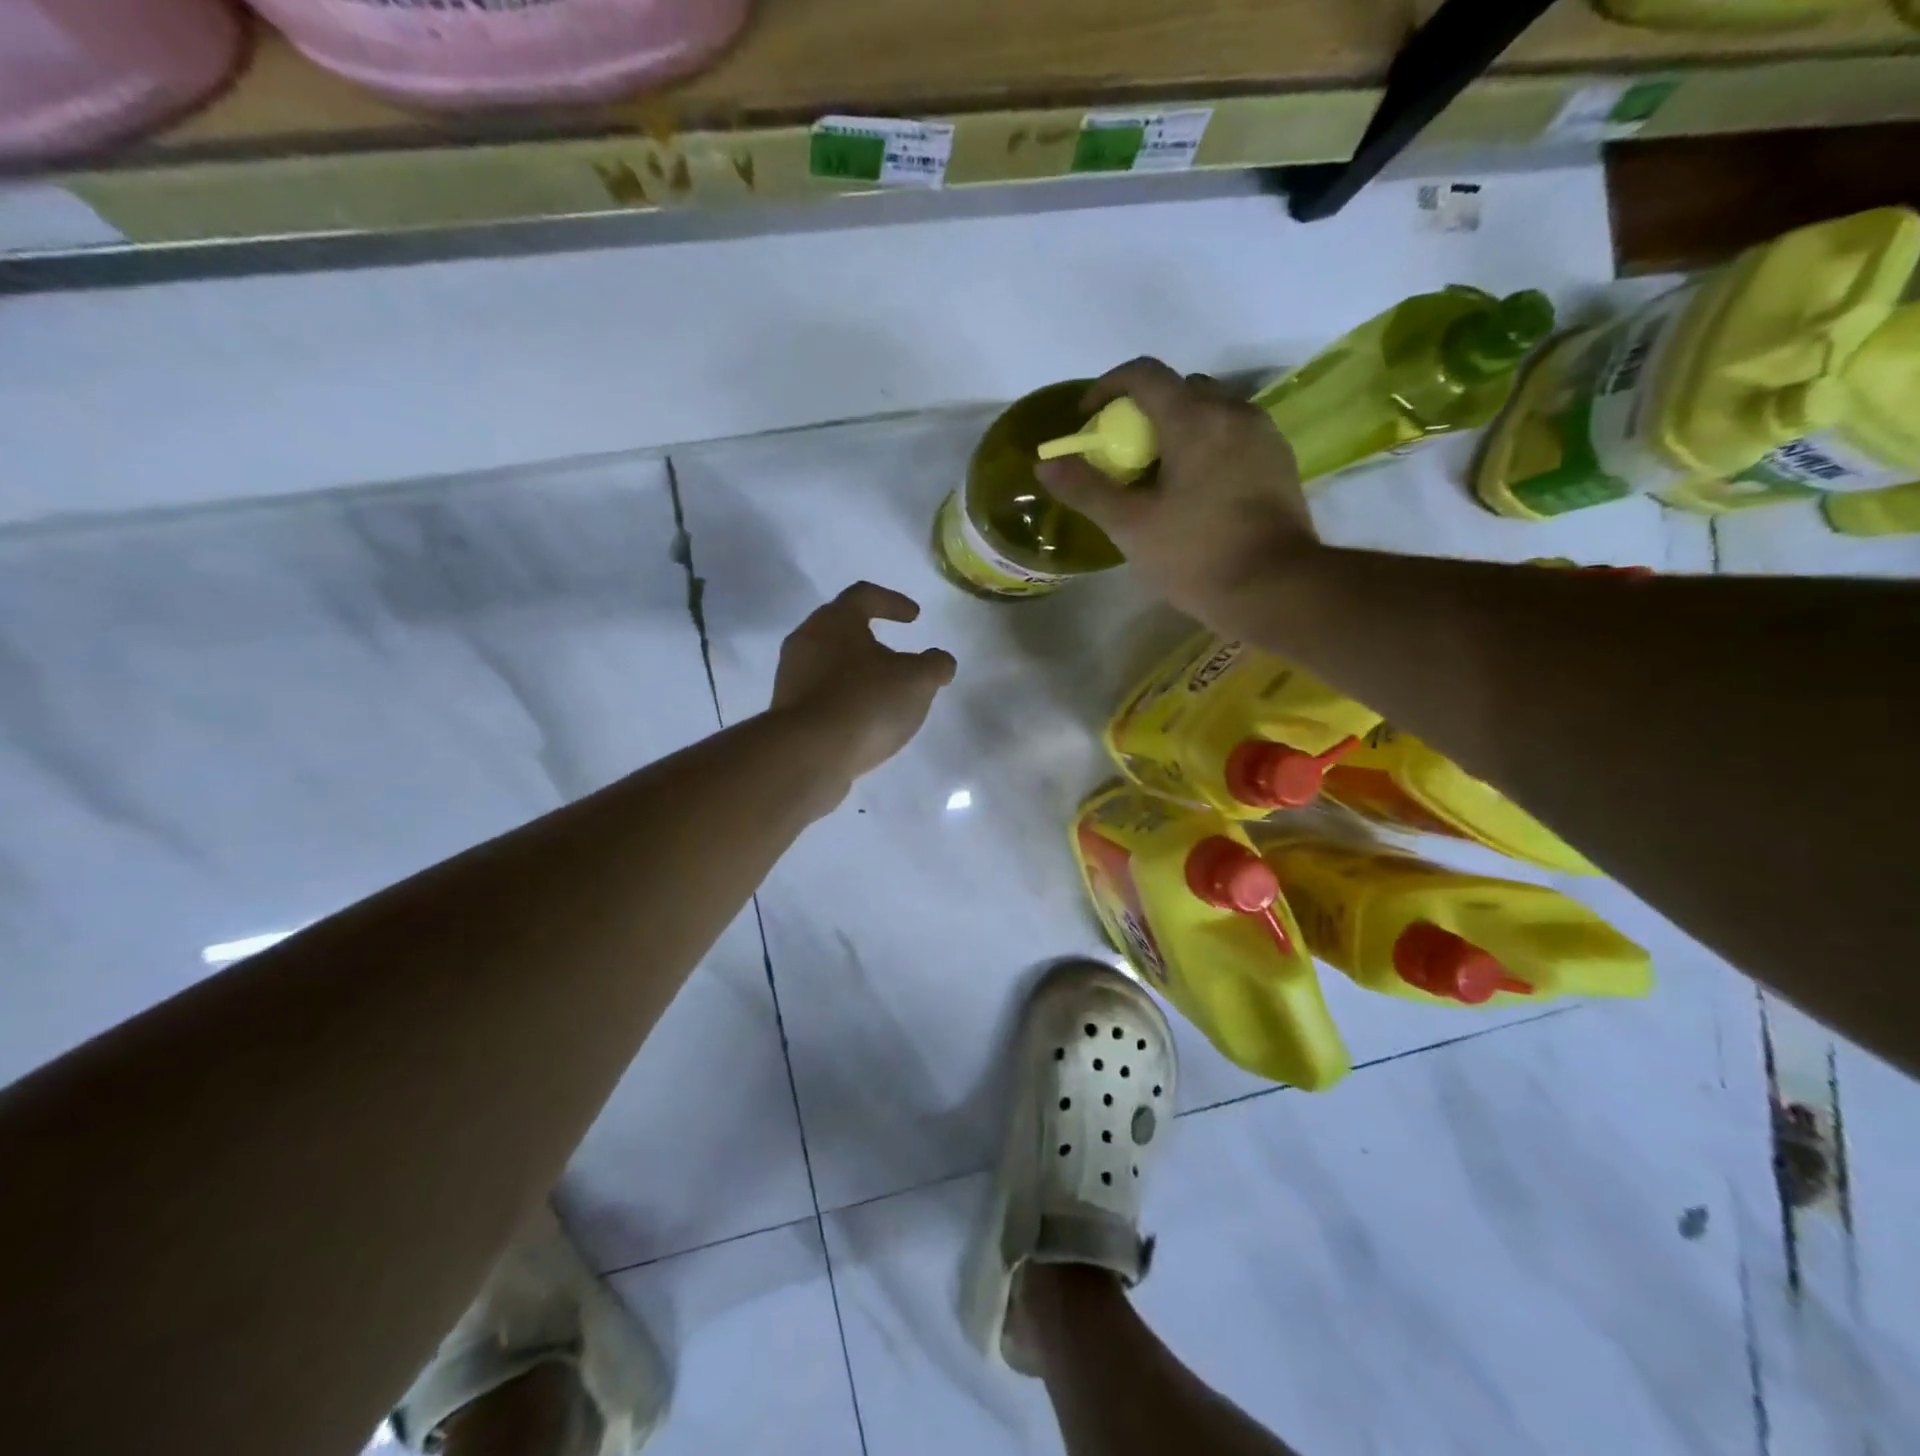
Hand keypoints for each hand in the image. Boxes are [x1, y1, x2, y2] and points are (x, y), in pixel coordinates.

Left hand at [771, 582, 956, 791]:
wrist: (809, 755)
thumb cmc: (866, 703)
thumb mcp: (918, 681)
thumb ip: (935, 665)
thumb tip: (940, 661)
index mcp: (836, 620)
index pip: (864, 595)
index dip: (892, 601)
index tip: (914, 616)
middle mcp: (806, 640)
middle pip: (840, 628)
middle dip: (870, 637)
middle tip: (895, 653)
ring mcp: (792, 677)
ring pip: (828, 662)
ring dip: (855, 671)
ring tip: (882, 692)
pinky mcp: (787, 711)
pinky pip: (821, 694)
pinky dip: (843, 698)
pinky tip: (862, 719)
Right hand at [1034, 358, 1318, 630]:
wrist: (1274, 588)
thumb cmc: (1195, 555)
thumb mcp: (1130, 525)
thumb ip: (1086, 489)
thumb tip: (1046, 464)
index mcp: (1193, 419)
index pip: (1144, 374)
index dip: (1107, 387)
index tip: (1088, 419)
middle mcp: (1232, 412)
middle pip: (1180, 389)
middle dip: (1144, 411)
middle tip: (1124, 453)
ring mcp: (1262, 434)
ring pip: (1211, 410)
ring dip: (1178, 427)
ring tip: (1159, 473)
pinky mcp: (1278, 461)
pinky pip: (1234, 434)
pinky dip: (1207, 444)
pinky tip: (1196, 488)